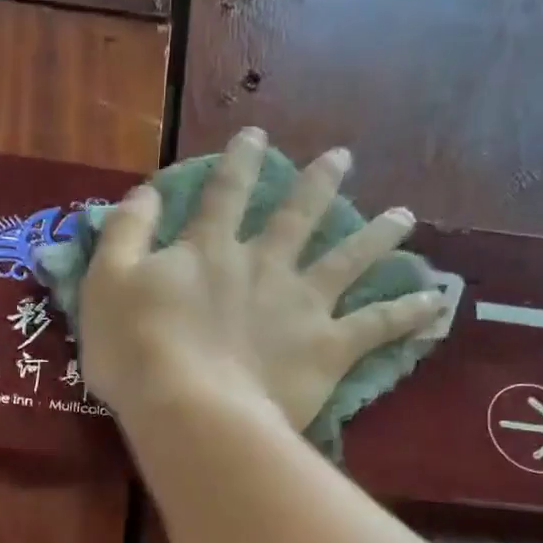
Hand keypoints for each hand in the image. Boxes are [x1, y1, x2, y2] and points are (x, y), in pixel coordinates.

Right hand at [78, 127, 442, 431]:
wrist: (188, 407)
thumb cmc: (136, 351)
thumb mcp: (107, 284)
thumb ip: (125, 233)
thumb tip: (146, 193)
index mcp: (211, 250)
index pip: (225, 193)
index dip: (239, 162)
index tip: (256, 134)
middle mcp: (264, 266)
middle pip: (298, 216)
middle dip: (319, 184)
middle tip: (343, 158)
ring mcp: (301, 305)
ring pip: (348, 260)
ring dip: (378, 236)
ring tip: (405, 218)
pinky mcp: (327, 349)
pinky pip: (376, 326)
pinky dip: (408, 313)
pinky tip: (435, 301)